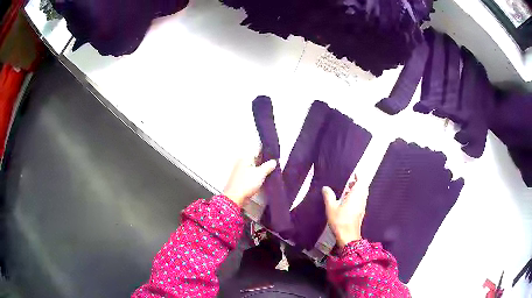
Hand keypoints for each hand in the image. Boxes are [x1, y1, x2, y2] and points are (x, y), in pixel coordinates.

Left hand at [223, 156, 276, 206]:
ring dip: (262, 168)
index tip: (276, 153)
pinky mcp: (242, 178)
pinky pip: (253, 173)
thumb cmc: (246, 184)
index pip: (258, 149)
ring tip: (273, 169)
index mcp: (246, 157)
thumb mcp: (260, 173)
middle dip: (265, 160)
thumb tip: (274, 161)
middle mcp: (243, 161)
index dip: (267, 151)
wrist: (235, 198)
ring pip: (255, 166)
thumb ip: (268, 166)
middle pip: (256, 157)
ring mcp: (242, 170)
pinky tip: (265, 177)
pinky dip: (258, 174)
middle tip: (276, 162)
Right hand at [323, 178, 367, 247]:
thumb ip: (328, 196)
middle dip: (357, 183)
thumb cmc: (340, 221)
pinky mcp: (361, 213)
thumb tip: (326, 187)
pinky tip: (348, 202)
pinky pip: (361, 201)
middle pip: (363, 188)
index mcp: (356, 196)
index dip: (358, 177)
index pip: (361, 182)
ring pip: (363, 195)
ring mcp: (362, 207)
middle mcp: (361, 199)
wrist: (348, 237)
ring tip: (347, 191)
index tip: (354, 174)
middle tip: (349, 182)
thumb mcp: (331, 208)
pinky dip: (357, 197)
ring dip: (357, 191)